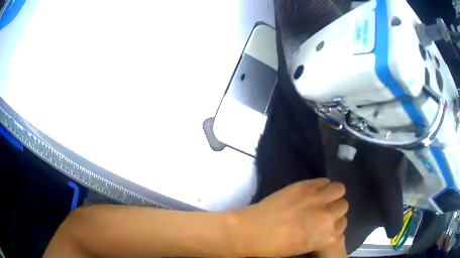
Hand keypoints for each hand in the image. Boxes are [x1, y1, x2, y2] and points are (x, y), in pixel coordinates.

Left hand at [234, 178, 347, 256]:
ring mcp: (318, 199)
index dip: (334, 222)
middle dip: (335, 208)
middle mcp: (328, 216)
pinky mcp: (306, 186)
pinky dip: (321, 185)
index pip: (342, 224)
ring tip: (321, 197)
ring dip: (333, 193)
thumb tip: (328, 225)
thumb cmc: (276, 246)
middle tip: (323, 209)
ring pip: (339, 189)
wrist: (253, 231)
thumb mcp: (305, 247)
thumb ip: (321, 235)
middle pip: (343, 205)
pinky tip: (312, 190)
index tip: (326, 222)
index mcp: (328, 236)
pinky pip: (324, 180)